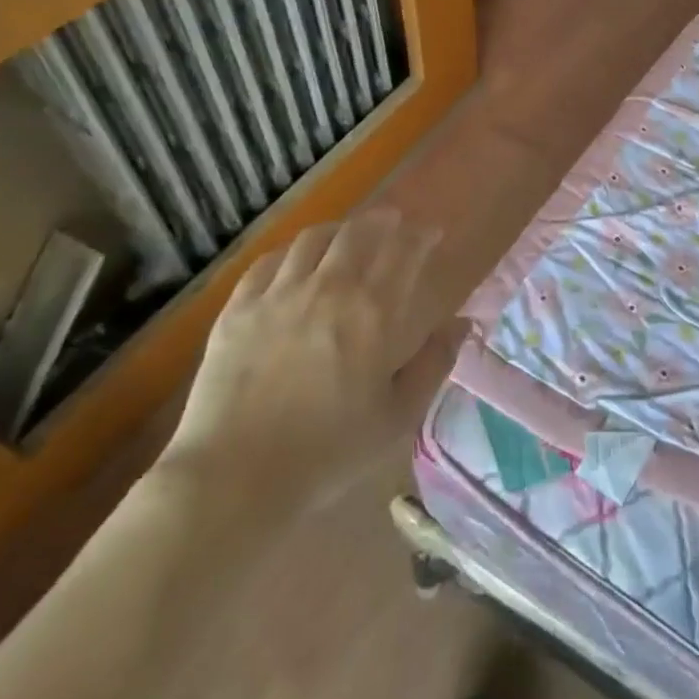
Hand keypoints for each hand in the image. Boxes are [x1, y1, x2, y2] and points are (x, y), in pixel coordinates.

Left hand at [158, 210, 466, 510]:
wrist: (235, 476)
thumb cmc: (328, 453)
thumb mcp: (397, 417)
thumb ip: (434, 364)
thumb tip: (464, 323)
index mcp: (373, 312)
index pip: (404, 252)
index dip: (420, 235)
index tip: (430, 233)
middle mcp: (329, 288)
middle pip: (359, 233)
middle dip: (382, 221)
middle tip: (392, 222)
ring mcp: (279, 293)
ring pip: (313, 238)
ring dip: (338, 230)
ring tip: (345, 235)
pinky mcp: (239, 307)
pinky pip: (269, 261)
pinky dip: (291, 252)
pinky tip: (294, 261)